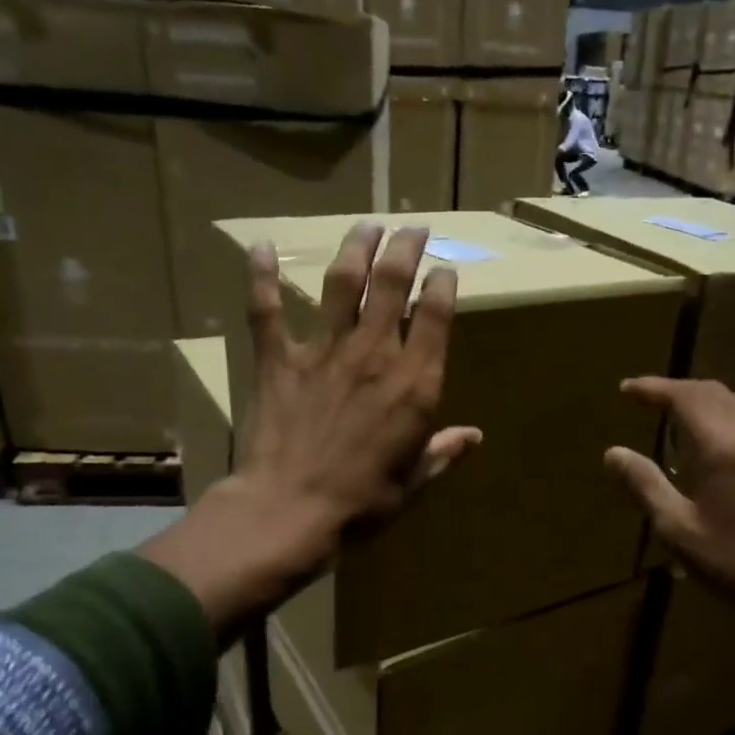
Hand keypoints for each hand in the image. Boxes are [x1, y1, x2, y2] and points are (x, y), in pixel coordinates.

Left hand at [142, 224, 479, 636]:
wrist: (291, 508)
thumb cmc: (363, 501)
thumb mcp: (414, 480)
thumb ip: (442, 451)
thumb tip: (474, 437)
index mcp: (415, 382)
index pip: (435, 317)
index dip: (442, 285)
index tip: (445, 269)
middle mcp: (374, 353)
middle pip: (392, 284)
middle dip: (406, 249)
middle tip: (412, 227)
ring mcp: (324, 351)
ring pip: (342, 283)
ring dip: (356, 248)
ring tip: (367, 226)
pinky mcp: (279, 360)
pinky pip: (267, 311)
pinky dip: (262, 278)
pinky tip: (261, 246)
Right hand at [603, 377, 734, 648]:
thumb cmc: (734, 561)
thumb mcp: (677, 528)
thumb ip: (644, 485)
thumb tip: (613, 452)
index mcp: (723, 446)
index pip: (684, 397)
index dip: (653, 388)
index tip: (626, 390)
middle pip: (711, 392)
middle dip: (676, 389)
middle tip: (645, 397)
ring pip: (734, 401)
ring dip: (701, 398)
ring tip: (672, 411)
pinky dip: (721, 412)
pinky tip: (709, 436)